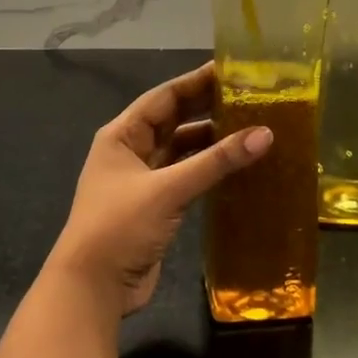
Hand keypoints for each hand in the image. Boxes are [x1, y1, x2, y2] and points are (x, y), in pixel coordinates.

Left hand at [51, 62, 271, 315]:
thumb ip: (216, 162)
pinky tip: (236, 165)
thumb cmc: (120, 226)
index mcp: (122, 135)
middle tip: (249, 95)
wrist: (92, 288)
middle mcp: (131, 151)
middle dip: (207, 107)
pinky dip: (208, 169)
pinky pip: (186, 177)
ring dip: (211, 140)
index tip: (231, 69)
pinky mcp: (156, 207)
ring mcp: (143, 180)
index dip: (196, 81)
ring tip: (251, 127)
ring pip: (181, 150)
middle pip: (174, 120)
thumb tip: (265, 134)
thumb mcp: (168, 189)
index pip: (164, 97)